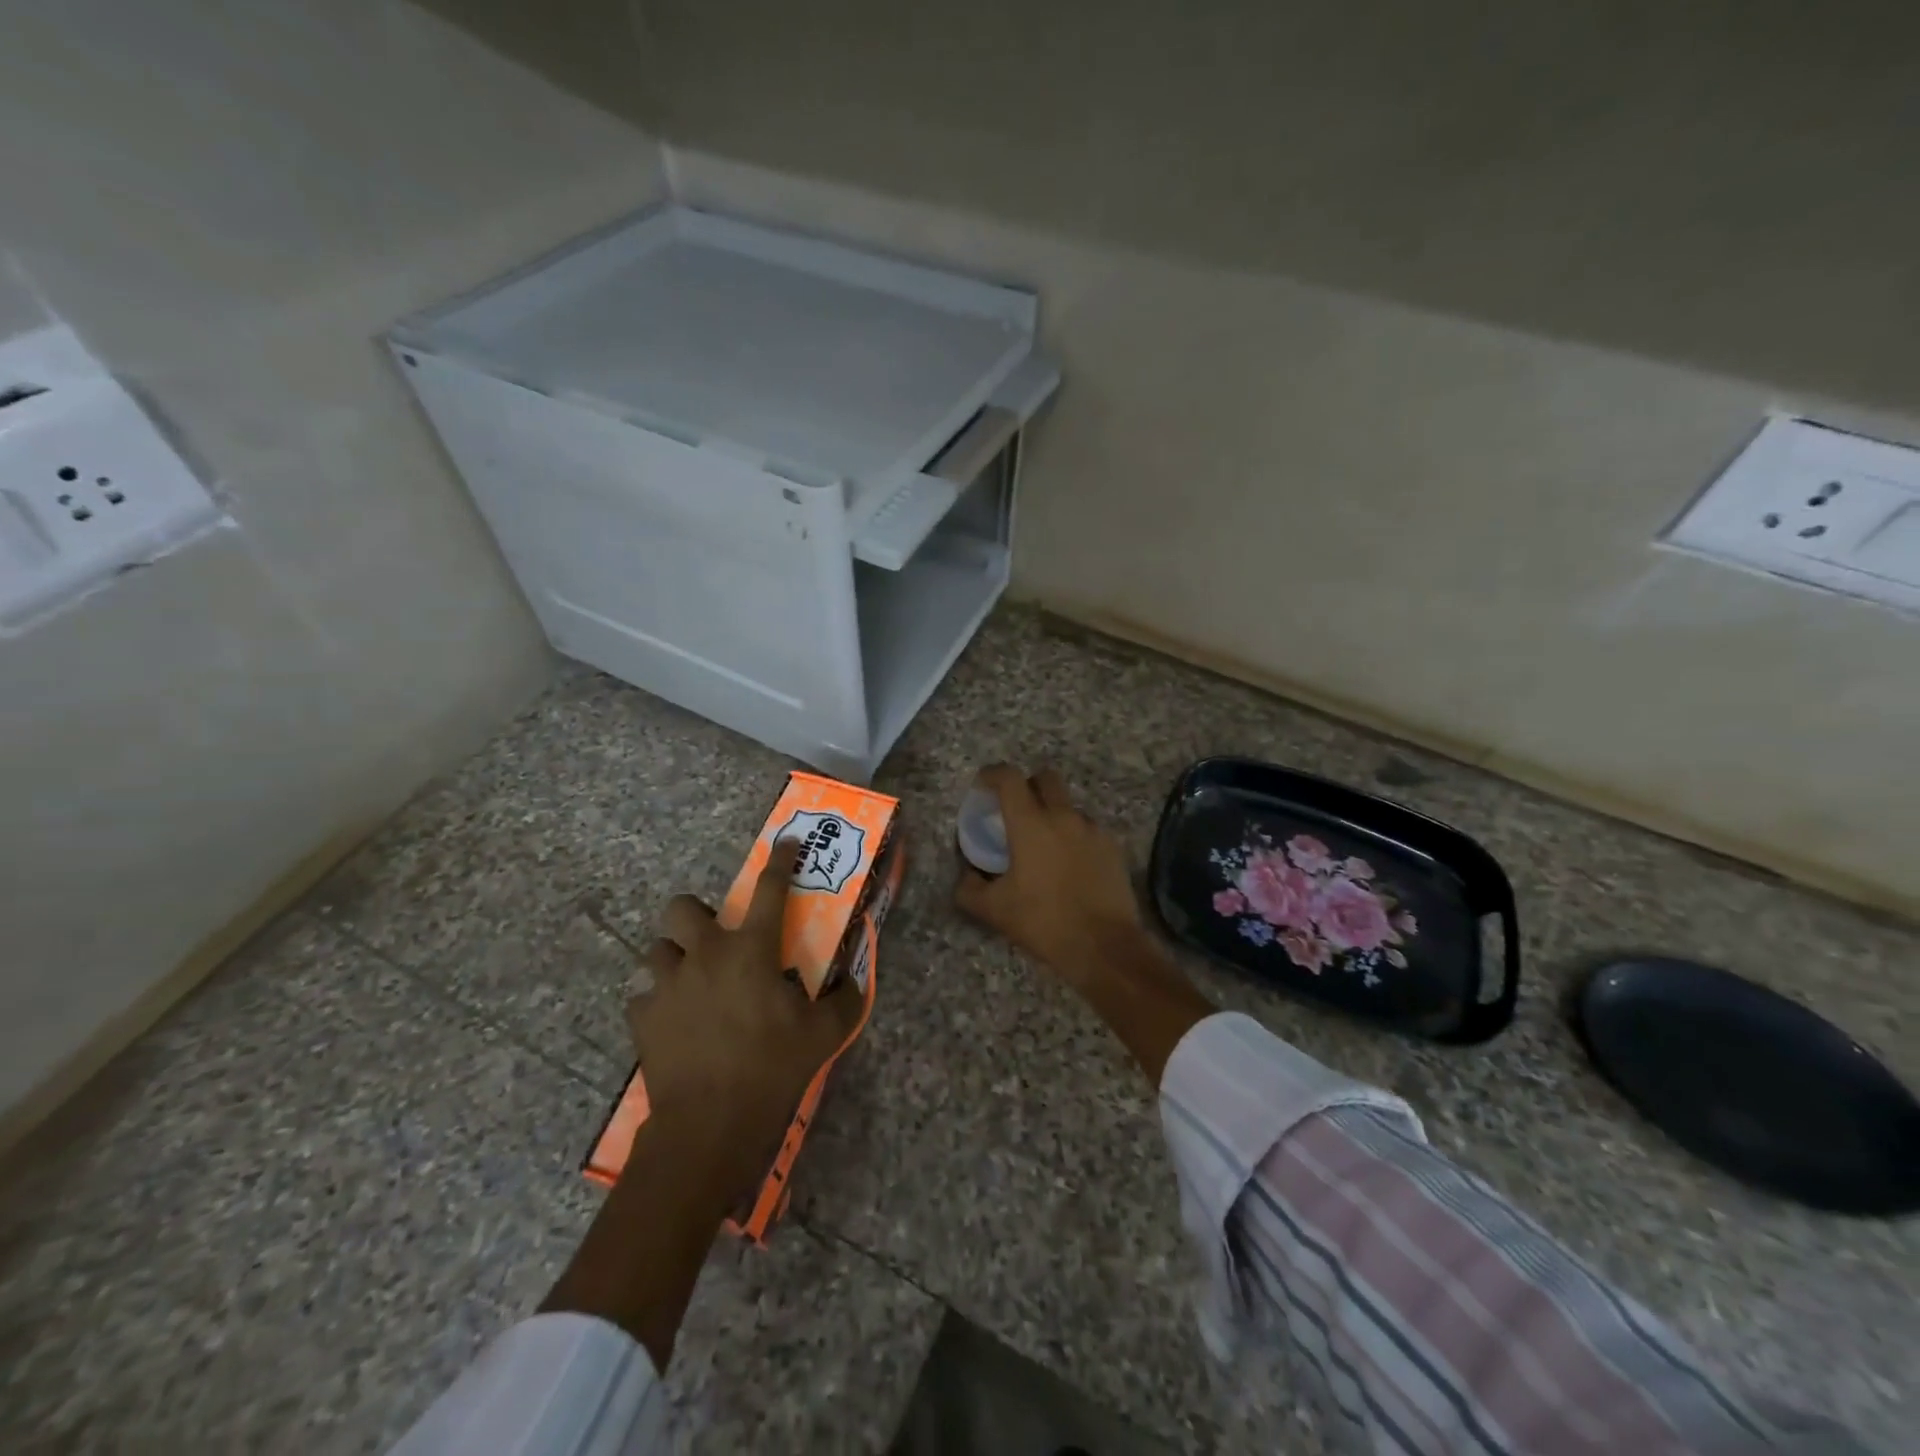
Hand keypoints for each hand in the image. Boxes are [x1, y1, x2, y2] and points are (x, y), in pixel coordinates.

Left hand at [631, 840, 864, 1208]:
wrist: (709, 1125)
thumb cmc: (772, 1069)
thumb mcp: (824, 1035)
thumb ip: (845, 1000)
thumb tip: (855, 979)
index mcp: (752, 950)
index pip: (770, 889)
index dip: (780, 860)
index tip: (785, 843)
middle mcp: (705, 955)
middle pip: (682, 906)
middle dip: (695, 913)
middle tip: (714, 938)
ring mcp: (668, 984)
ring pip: (657, 948)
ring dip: (674, 958)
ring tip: (690, 982)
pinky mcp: (643, 1016)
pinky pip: (643, 994)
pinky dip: (657, 1000)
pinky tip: (673, 1020)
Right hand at [955, 764, 1212, 1085]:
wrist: (1103, 946)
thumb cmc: (1043, 922)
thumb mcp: (994, 910)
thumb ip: (970, 888)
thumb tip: (967, 876)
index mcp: (1030, 823)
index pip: (1008, 778)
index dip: (992, 774)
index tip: (982, 784)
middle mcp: (1063, 816)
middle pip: (1045, 778)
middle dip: (1028, 785)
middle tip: (1016, 809)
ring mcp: (1092, 829)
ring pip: (1068, 805)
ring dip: (1053, 813)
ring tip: (1044, 845)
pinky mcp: (1112, 847)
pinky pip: (1087, 829)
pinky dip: (1074, 836)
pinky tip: (1069, 865)